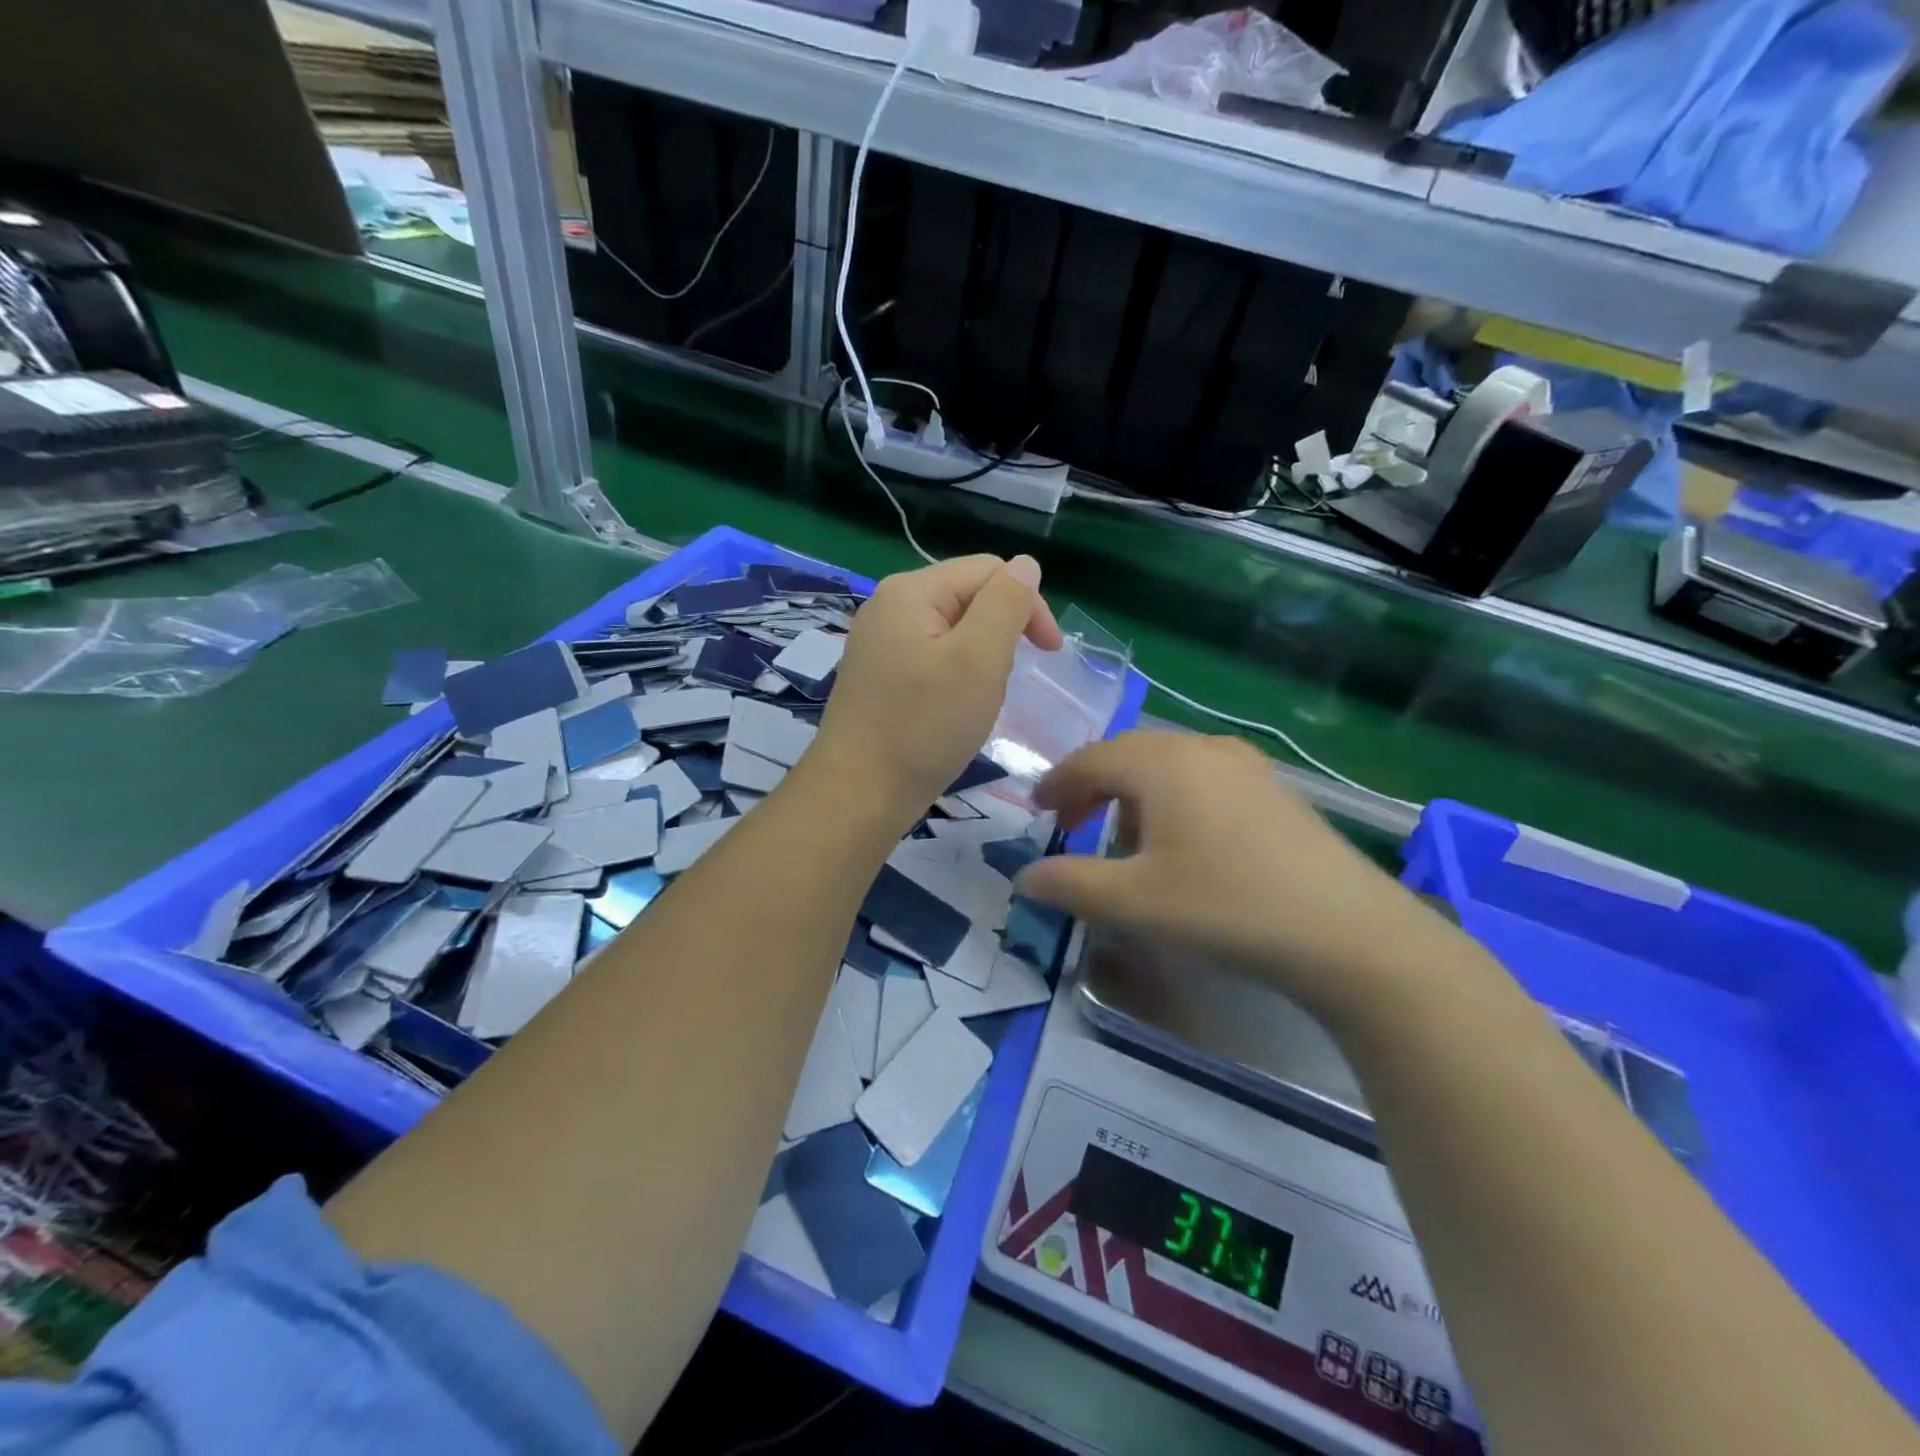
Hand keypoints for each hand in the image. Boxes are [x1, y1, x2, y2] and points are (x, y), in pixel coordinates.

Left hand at [811, 554, 1062, 823]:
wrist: (858, 794)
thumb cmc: (924, 726)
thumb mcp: (978, 659)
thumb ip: (1006, 604)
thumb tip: (1026, 564)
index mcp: (911, 591)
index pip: (988, 570)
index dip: (1027, 604)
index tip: (1050, 654)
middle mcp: (888, 606)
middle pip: (967, 597)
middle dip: (1001, 632)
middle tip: (1006, 682)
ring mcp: (878, 643)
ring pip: (952, 632)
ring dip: (980, 658)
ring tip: (979, 700)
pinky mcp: (877, 676)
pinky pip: (931, 658)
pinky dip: (955, 677)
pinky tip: (953, 709)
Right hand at [1013, 731, 1447, 1018]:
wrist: (1349, 933)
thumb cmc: (1226, 907)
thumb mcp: (1134, 902)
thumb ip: (1069, 885)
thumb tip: (1024, 877)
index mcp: (1162, 762)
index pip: (1090, 759)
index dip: (1056, 784)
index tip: (1036, 811)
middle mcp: (1202, 748)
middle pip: (1129, 755)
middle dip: (1093, 787)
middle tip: (1072, 825)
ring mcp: (1246, 765)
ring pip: (1168, 764)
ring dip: (1134, 794)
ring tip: (1126, 841)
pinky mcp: (1275, 790)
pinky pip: (1204, 778)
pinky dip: (1174, 799)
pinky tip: (1184, 843)